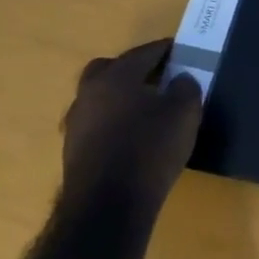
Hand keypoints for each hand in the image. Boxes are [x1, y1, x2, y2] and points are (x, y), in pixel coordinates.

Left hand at [60, 38, 202, 220]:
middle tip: (157, 79)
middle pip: (109, 69)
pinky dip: (113, 124)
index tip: (182, 52)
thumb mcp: (184, 113)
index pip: (144, 52)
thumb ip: (186, 88)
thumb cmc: (149, 149)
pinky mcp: (73, 153)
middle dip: (132, 70)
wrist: (107, 208)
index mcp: (116, 76)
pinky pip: (96, 125)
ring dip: (120, 99)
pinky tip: (132, 138)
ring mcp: (76, 124)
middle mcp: (90, 93)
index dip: (166, 50)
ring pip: (99, 98)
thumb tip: (179, 79)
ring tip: (146, 112)